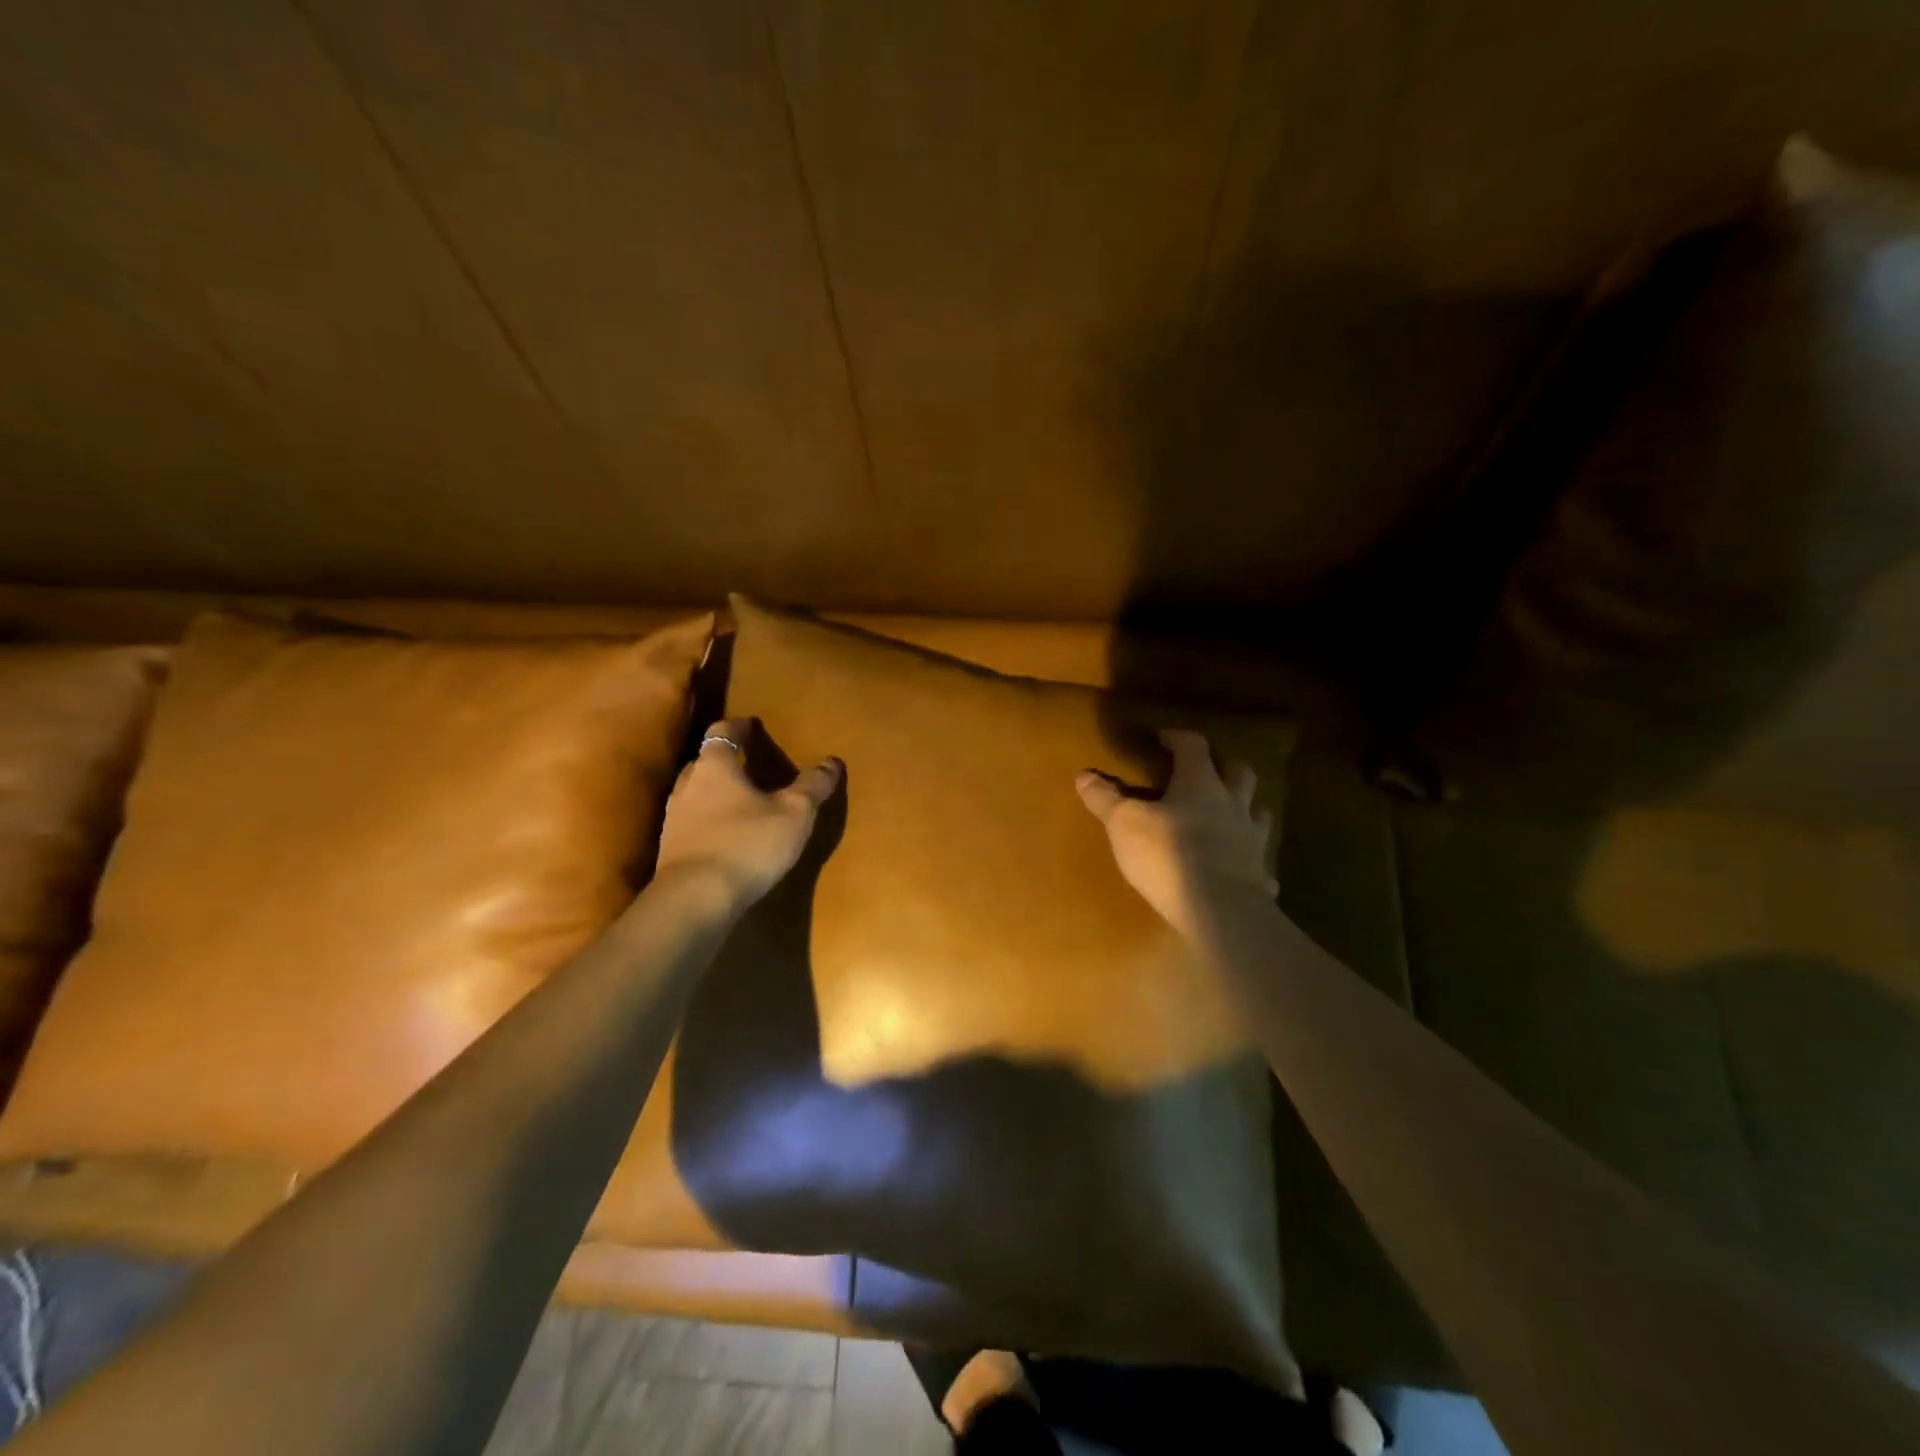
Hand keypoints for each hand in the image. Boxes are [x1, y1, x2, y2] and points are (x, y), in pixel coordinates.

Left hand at [652, 717, 842, 910]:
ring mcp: (674, 819)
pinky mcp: (671, 850)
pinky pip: (692, 823)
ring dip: (715, 792)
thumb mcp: (795, 814)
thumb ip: (812, 786)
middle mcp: (688, 785)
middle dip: (726, 759)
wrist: (695, 901)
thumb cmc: (748, 844)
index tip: (752, 724)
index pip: (722, 732)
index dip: (739, 727)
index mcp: (715, 766)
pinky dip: (709, 821)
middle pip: (705, 762)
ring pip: (695, 793)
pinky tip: (727, 836)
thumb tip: (833, 761)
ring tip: (741, 801)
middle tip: (749, 762)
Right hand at [1076, 728, 1277, 945]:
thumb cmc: (1168, 856)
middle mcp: (1232, 804)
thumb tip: (1084, 775)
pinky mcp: (1260, 874)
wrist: (1219, 910)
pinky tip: (1247, 870)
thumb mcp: (1124, 824)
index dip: (1178, 738)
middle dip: (1222, 765)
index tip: (1164, 738)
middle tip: (1205, 770)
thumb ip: (1105, 799)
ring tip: (1229, 813)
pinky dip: (1253, 860)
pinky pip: (1262, 862)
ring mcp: (1252, 839)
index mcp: (1200, 784)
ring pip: (1258, 811)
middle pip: (1238, 771)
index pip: (1193, 747)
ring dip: (1245, 806)